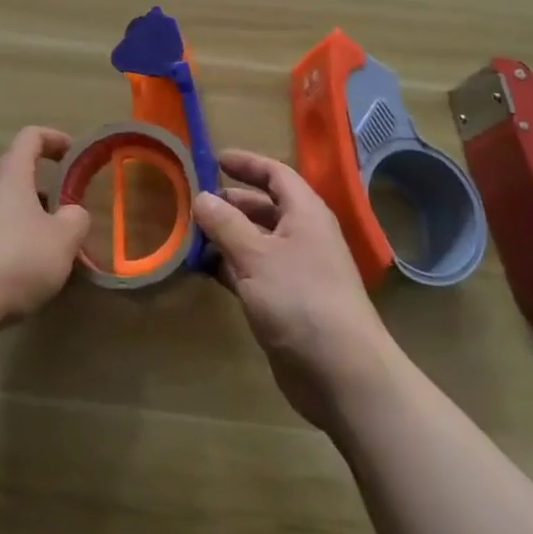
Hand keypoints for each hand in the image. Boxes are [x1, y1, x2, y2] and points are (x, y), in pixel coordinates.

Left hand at [0, 127, 89, 331]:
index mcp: (9, 172)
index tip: (74, 154)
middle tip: (68, 208)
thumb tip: (72, 213)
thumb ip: (76, 219)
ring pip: (5, 203)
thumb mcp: (63, 239)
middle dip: (45, 186)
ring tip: (52, 244)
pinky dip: (12, 238)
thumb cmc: (16, 258)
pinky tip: (27, 268)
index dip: (55, 139)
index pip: (31, 136)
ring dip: (30, 215)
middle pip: (16, 171)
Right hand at [195, 149, 399, 430]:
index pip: (276, 174)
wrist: (343, 374)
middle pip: (264, 207)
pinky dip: (230, 266)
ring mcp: (296, 271)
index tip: (214, 159)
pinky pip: (253, 272)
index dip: (247, 163)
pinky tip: (203, 269)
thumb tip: (201, 196)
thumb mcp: (256, 256)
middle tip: (193, 201)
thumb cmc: (300, 300)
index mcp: (305, 213)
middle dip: (230, 202)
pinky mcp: (287, 303)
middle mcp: (303, 236)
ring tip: (190, 234)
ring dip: (226, 236)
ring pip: (256, 241)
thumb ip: (225, 224)